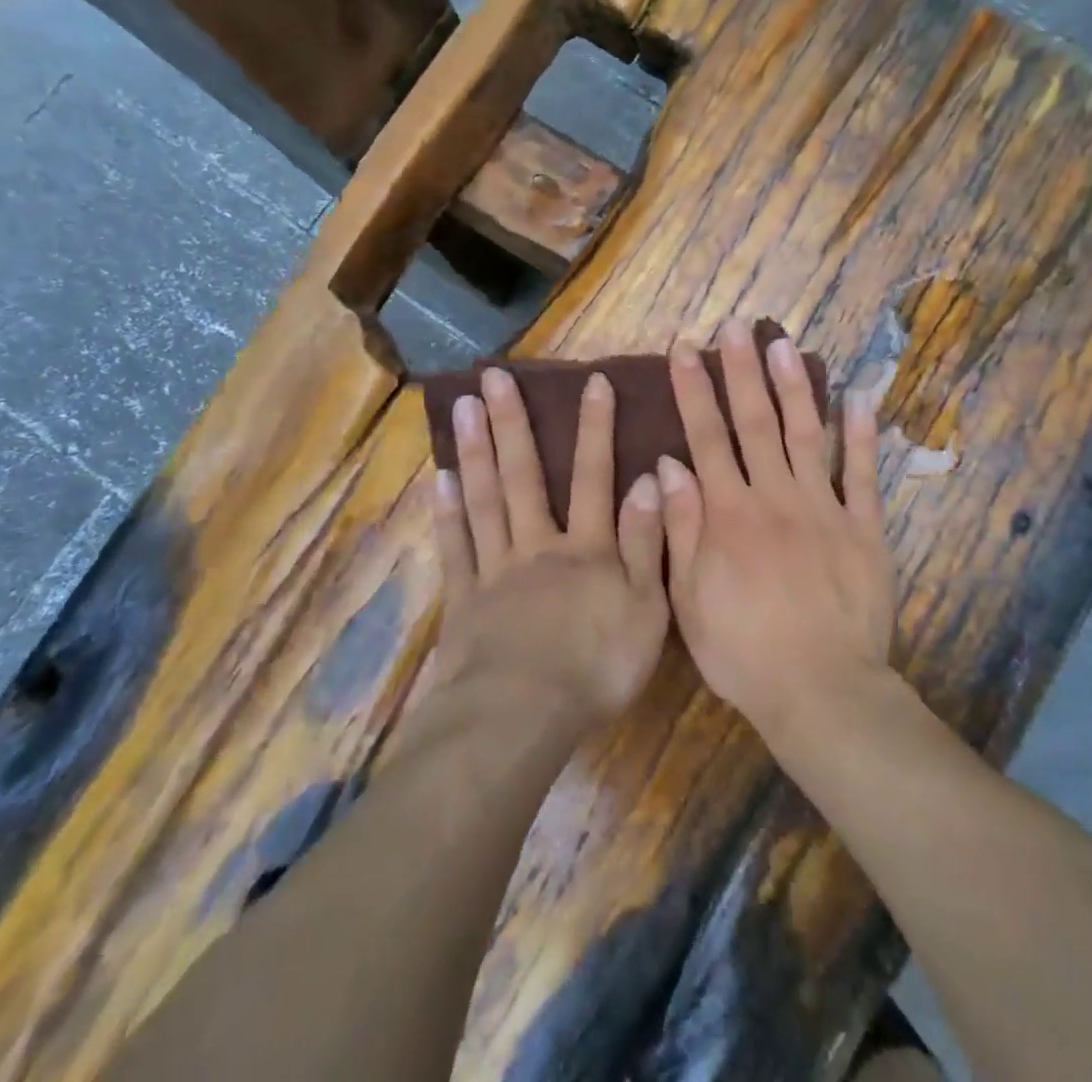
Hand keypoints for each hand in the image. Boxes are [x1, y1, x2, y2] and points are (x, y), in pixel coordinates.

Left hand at [432, 367, 668, 734]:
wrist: (522, 716)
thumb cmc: (596, 666)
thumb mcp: (647, 608)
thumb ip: (647, 542)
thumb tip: (651, 479)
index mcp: (586, 549)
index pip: (594, 476)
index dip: (596, 428)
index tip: (592, 381)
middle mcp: (538, 545)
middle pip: (525, 475)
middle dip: (513, 423)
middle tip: (493, 375)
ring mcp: (495, 570)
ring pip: (485, 500)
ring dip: (475, 450)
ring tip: (462, 405)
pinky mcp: (464, 600)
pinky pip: (455, 548)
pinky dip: (447, 512)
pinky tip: (440, 479)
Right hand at [656, 319, 896, 741]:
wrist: (821, 689)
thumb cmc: (743, 651)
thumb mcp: (690, 598)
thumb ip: (680, 528)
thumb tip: (669, 465)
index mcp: (729, 514)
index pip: (707, 437)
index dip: (695, 390)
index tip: (685, 348)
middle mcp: (774, 497)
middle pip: (754, 422)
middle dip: (741, 370)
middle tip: (735, 326)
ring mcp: (824, 508)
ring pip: (806, 434)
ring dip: (794, 386)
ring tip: (784, 344)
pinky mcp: (864, 528)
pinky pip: (863, 474)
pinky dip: (862, 435)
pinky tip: (859, 397)